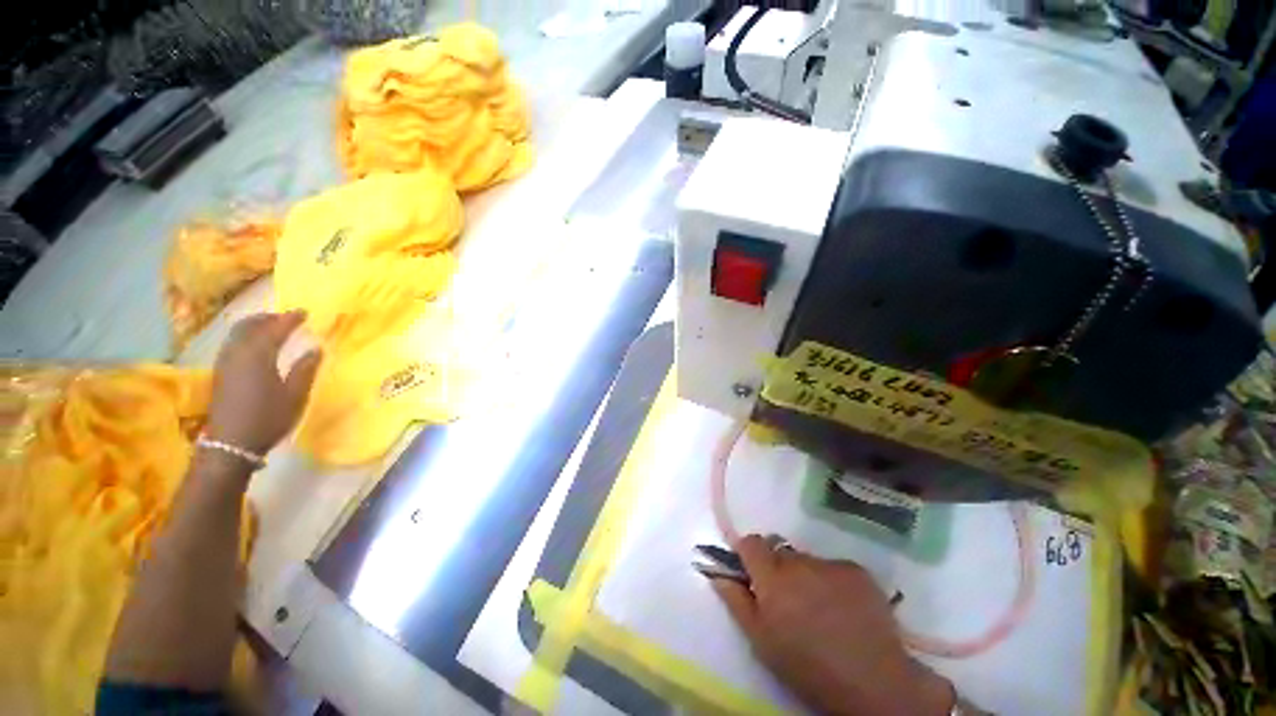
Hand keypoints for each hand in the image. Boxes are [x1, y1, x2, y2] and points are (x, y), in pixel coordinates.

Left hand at [205, 311, 321, 455]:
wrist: (232, 443)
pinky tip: (255, 345)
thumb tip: (315, 348)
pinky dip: (245, 337)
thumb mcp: (295, 395)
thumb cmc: (269, 417)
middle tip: (285, 317)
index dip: (289, 319)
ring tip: (271, 328)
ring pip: (237, 334)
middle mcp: (238, 353)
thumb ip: (305, 369)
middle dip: (267, 318)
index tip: (304, 312)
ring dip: (254, 326)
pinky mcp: (220, 373)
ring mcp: (225, 363)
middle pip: (248, 326)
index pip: (274, 329)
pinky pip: (232, 344)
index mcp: (258, 355)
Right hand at [709, 535, 953, 715]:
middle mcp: (798, 562)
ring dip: (807, 576)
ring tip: (822, 609)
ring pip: (807, 561)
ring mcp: (829, 564)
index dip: (748, 553)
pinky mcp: (856, 570)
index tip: (752, 572)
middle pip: (780, 552)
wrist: (873, 682)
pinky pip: (834, 567)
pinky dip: (833, 582)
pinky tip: (845, 609)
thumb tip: (716, 571)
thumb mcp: (761, 641)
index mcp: (771, 577)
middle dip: (779, 570)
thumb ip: (735, 600)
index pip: (751, 543)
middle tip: (790, 601)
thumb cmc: (807, 666)